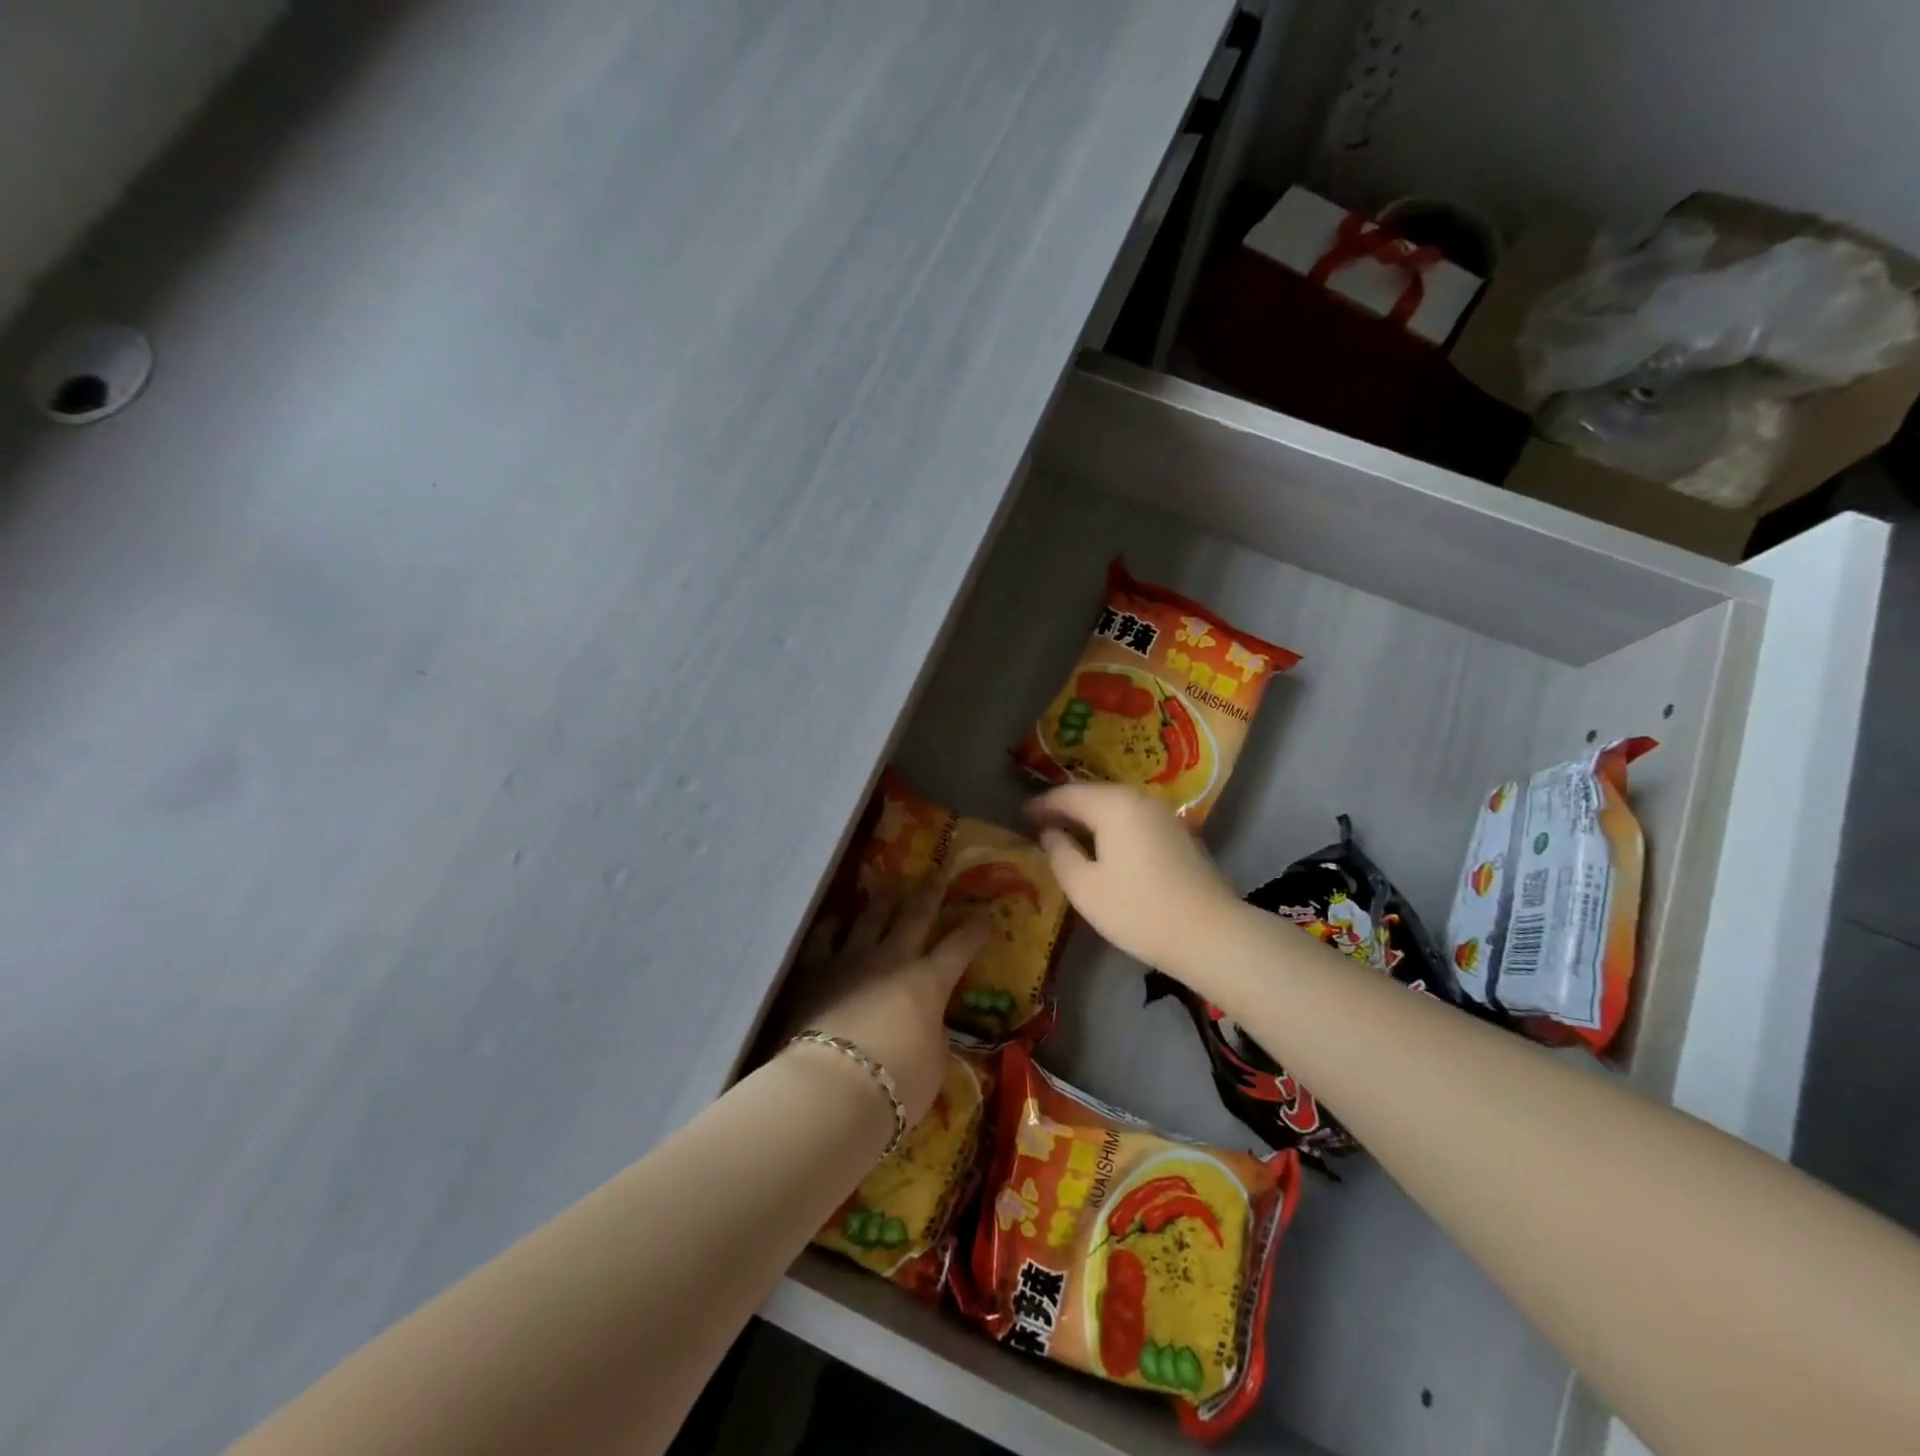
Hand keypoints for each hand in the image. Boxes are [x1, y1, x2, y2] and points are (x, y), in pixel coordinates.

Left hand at [784, 883, 988, 1125]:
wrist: (833, 1088)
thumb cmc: (897, 1083)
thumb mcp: (934, 1063)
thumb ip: (932, 1036)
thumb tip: (926, 1024)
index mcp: (929, 981)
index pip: (959, 947)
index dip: (974, 930)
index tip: (984, 916)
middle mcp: (892, 959)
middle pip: (915, 916)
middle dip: (931, 892)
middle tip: (939, 871)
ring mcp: (850, 960)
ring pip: (870, 917)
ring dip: (882, 900)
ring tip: (888, 887)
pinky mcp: (815, 972)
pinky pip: (824, 938)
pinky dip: (832, 925)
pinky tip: (836, 917)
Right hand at [1026, 783, 1237, 973]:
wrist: (1209, 934)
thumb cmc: (1138, 910)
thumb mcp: (1084, 887)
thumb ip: (1060, 853)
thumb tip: (1050, 833)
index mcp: (1113, 806)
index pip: (1067, 794)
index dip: (1041, 804)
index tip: (1020, 817)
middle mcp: (1140, 799)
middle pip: (1094, 794)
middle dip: (1065, 807)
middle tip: (1040, 823)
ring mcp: (1164, 815)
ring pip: (1116, 806)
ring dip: (1090, 816)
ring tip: (1068, 833)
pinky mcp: (1179, 834)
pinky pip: (1134, 819)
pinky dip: (1112, 826)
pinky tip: (1104, 845)